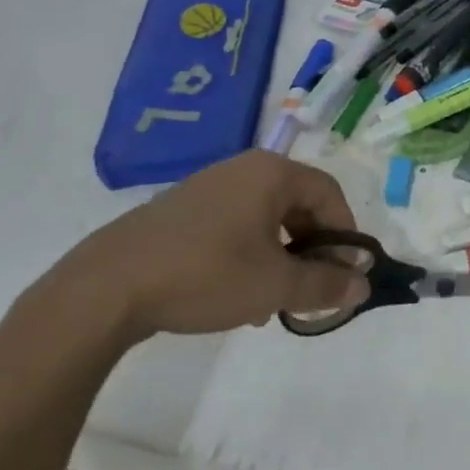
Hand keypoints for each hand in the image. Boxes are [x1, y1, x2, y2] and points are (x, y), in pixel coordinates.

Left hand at [47, 152, 369, 345]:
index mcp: (271, 173)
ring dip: (281, 257)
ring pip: (266, 219)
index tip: (346, 272)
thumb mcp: (275, 285)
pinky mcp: (182, 209)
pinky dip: (249, 255)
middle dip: (312, 249)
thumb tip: (362, 284)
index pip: (329, 194)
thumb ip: (326, 283)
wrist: (108, 287)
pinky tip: (237, 295)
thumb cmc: (206, 274)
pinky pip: (235, 225)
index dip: (345, 234)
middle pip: (298, 205)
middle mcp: (243, 169)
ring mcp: (209, 187)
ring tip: (273, 300)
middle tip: (311, 288)